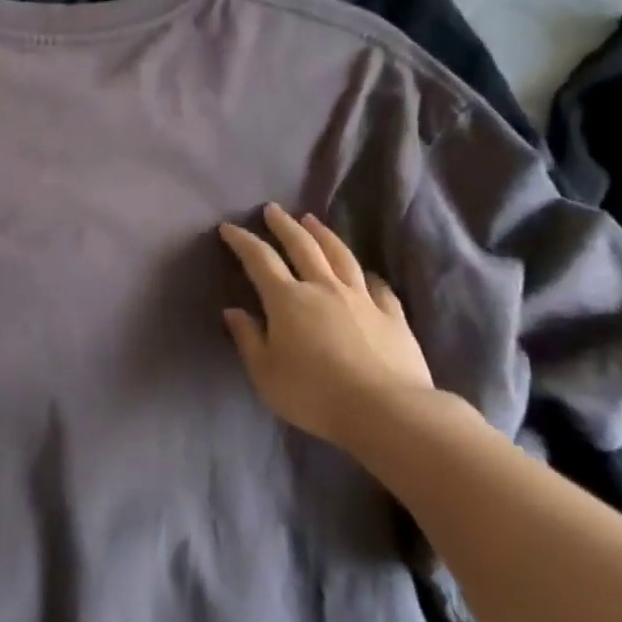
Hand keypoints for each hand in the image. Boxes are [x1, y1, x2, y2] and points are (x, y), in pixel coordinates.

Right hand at [218, 202, 433, 447]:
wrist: (387, 411)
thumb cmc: (314, 394)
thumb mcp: (265, 373)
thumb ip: (248, 339)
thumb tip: (233, 312)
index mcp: (287, 300)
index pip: (259, 260)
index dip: (242, 241)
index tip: (229, 227)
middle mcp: (323, 288)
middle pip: (302, 246)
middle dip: (284, 225)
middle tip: (272, 209)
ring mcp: (362, 299)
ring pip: (340, 256)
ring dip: (323, 235)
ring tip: (312, 220)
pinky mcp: (392, 316)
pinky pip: (378, 286)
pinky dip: (366, 275)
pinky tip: (365, 273)